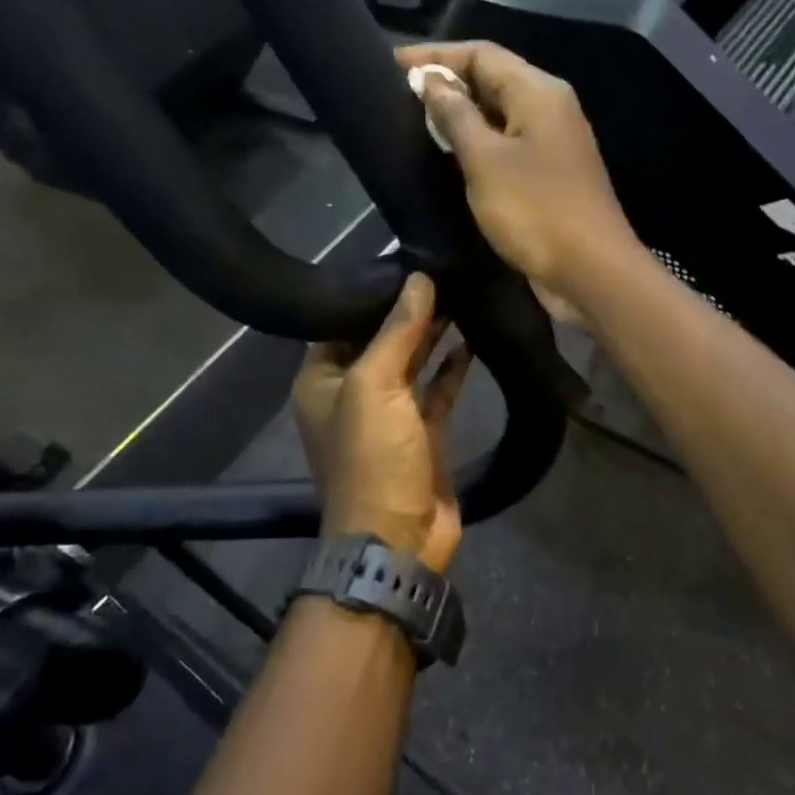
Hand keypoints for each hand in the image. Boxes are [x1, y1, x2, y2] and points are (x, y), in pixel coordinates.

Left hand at [292, 273, 474, 572]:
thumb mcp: (374, 386)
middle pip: (379, 338)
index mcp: (321, 379)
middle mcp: (351, 391)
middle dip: (408, 308)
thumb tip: (418, 277)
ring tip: (461, 291)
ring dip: (432, 333)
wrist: (398, 538)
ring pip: (411, 360)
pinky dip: (452, 365)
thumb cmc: (371, 458)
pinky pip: (436, 387)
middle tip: (442, 267)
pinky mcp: (422, 430)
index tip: (404, 257)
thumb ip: (396, 330)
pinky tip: (472, 336)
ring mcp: (389, 412)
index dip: (370, 292)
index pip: (341, 321)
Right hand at [396, 42, 641, 313]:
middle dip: (446, 84)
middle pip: (493, 80)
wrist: (591, 272)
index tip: (390, 65)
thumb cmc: (536, 210)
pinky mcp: (549, 177)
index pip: (482, 53)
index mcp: (538, 92)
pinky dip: (478, 145)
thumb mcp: (485, 160)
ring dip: (460, 116)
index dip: (435, 56)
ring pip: (499, 115)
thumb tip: (432, 81)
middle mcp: (550, 109)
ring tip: (414, 124)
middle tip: (398, 97)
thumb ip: (456, 116)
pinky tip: (448, 159)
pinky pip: (507, 146)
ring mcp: (553, 144)